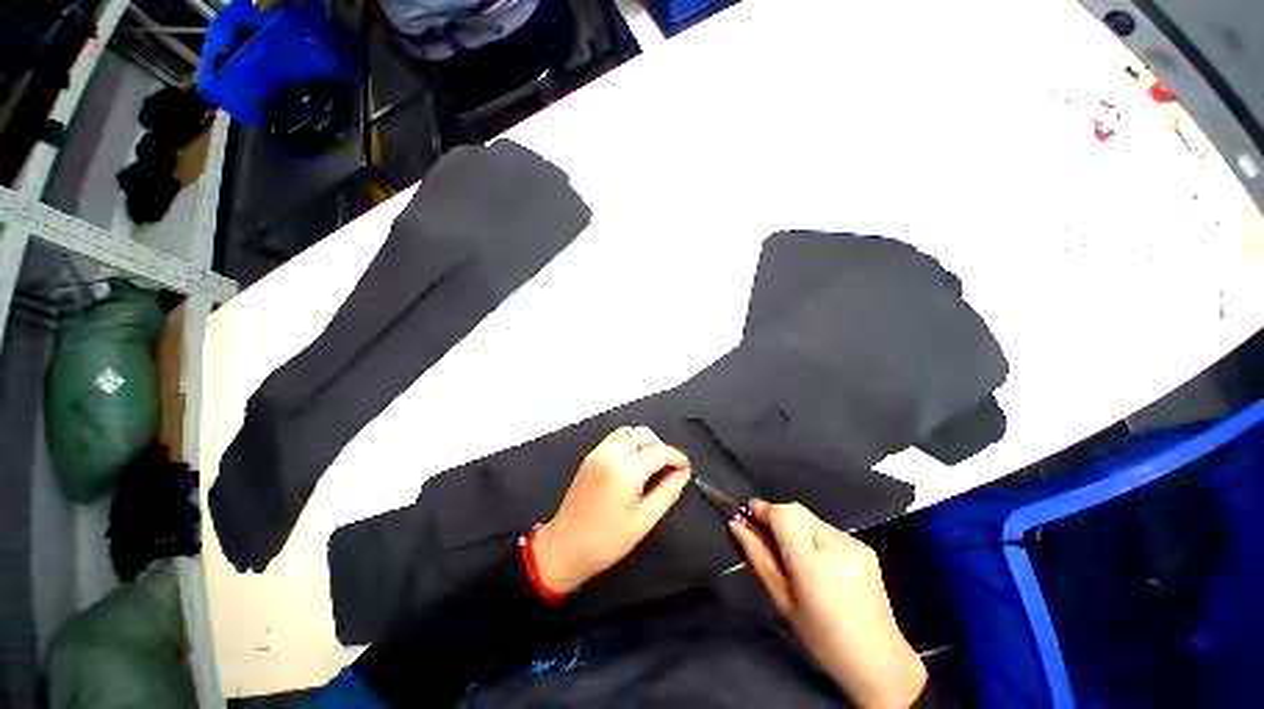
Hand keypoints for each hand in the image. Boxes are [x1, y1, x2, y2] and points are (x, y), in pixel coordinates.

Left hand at [533, 426, 691, 593]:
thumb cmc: (607, 540)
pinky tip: (633, 463)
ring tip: (652, 465)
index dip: (677, 457)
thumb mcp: (644, 520)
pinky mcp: (591, 456)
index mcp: (626, 470)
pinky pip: (615, 438)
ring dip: (645, 442)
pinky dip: (629, 442)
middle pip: (645, 435)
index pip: (660, 451)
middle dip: (662, 448)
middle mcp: (612, 453)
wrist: (565, 547)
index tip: (685, 469)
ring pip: (630, 432)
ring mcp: (598, 452)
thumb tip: (683, 473)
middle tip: (669, 470)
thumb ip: (668, 492)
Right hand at [731, 501, 926, 708]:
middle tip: (766, 537)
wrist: (881, 662)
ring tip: (794, 556)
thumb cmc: (824, 640)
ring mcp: (855, 545)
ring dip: (795, 527)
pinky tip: (818, 563)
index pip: (784, 515)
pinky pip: (827, 529)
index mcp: (814, 566)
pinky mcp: (865, 547)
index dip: (763, 509)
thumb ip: (759, 558)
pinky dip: (813, 536)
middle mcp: (837, 547)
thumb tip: (737, 525)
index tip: (749, 515)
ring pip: (811, 518)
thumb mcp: (783, 601)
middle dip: (777, 516)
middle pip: (797, 510)